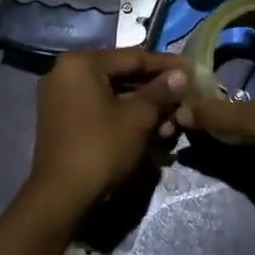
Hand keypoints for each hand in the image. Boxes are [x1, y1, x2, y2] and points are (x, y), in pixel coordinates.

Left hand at [27, 48, 188, 208]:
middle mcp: (66, 73)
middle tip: (186, 98)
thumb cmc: (101, 148)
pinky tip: (152, 133)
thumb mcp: (138, 118)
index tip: (193, 69)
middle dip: (156, 91)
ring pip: (113, 96)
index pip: (133, 57)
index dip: (166, 65)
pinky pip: (101, 110)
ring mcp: (61, 98)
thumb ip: (161, 92)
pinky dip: (125, 118)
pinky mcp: (63, 121)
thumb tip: (181, 75)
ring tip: (172, 125)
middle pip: (122, 76)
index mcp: (81, 63)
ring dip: (144, 109)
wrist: (62, 197)